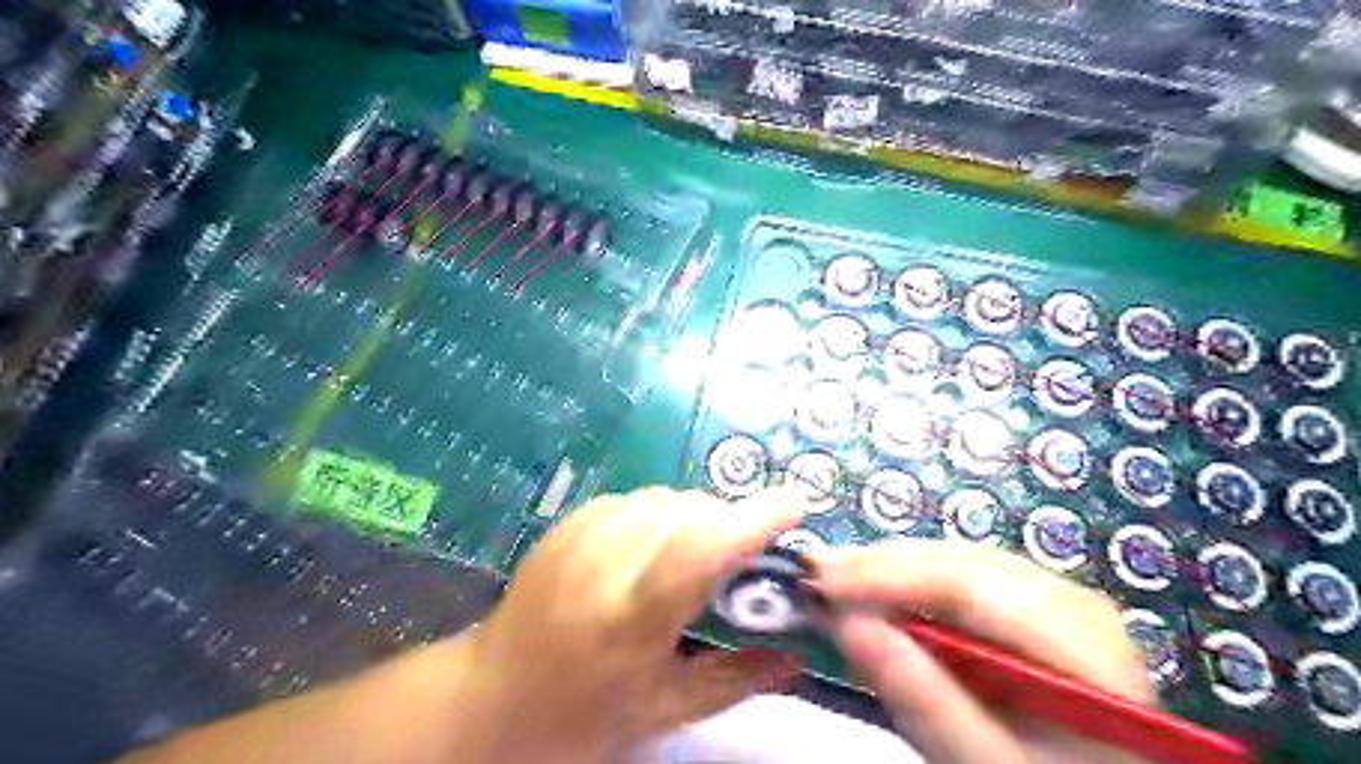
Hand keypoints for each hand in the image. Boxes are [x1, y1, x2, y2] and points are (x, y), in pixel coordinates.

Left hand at [469, 490, 805, 763]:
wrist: (492, 695)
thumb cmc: (582, 714)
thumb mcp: (663, 709)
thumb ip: (736, 679)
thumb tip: (797, 661)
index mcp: (634, 615)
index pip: (704, 547)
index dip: (755, 519)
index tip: (796, 505)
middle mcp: (609, 560)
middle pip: (692, 512)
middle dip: (730, 524)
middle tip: (741, 559)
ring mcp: (584, 532)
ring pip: (667, 497)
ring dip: (697, 517)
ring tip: (695, 556)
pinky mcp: (571, 520)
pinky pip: (637, 499)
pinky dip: (661, 515)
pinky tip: (653, 549)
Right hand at [810, 541, 1152, 763]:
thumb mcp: (986, 763)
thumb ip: (924, 698)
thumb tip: (847, 624)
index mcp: (1079, 638)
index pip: (968, 583)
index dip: (887, 575)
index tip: (819, 583)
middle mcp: (1068, 597)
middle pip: (956, 562)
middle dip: (878, 567)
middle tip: (812, 578)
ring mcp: (1048, 594)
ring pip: (951, 561)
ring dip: (887, 571)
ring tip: (832, 582)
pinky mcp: (1024, 604)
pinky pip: (955, 578)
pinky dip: (907, 585)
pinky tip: (873, 594)